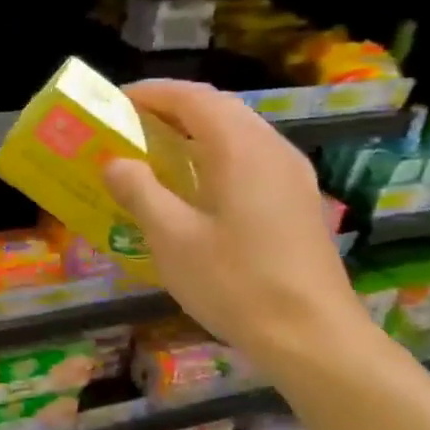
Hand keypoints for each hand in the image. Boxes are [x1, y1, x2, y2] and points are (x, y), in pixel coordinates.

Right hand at [101, 80, 373, 369]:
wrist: (313, 337)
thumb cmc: (235, 283)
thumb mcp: (172, 239)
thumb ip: (140, 191)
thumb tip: (115, 162)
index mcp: (239, 148)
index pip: (191, 97)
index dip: (151, 93)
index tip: (115, 102)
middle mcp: (271, 147)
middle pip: (218, 107)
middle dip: (173, 107)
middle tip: (132, 124)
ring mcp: (292, 173)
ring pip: (239, 130)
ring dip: (197, 129)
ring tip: (159, 149)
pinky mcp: (299, 199)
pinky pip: (253, 155)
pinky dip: (218, 152)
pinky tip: (199, 184)